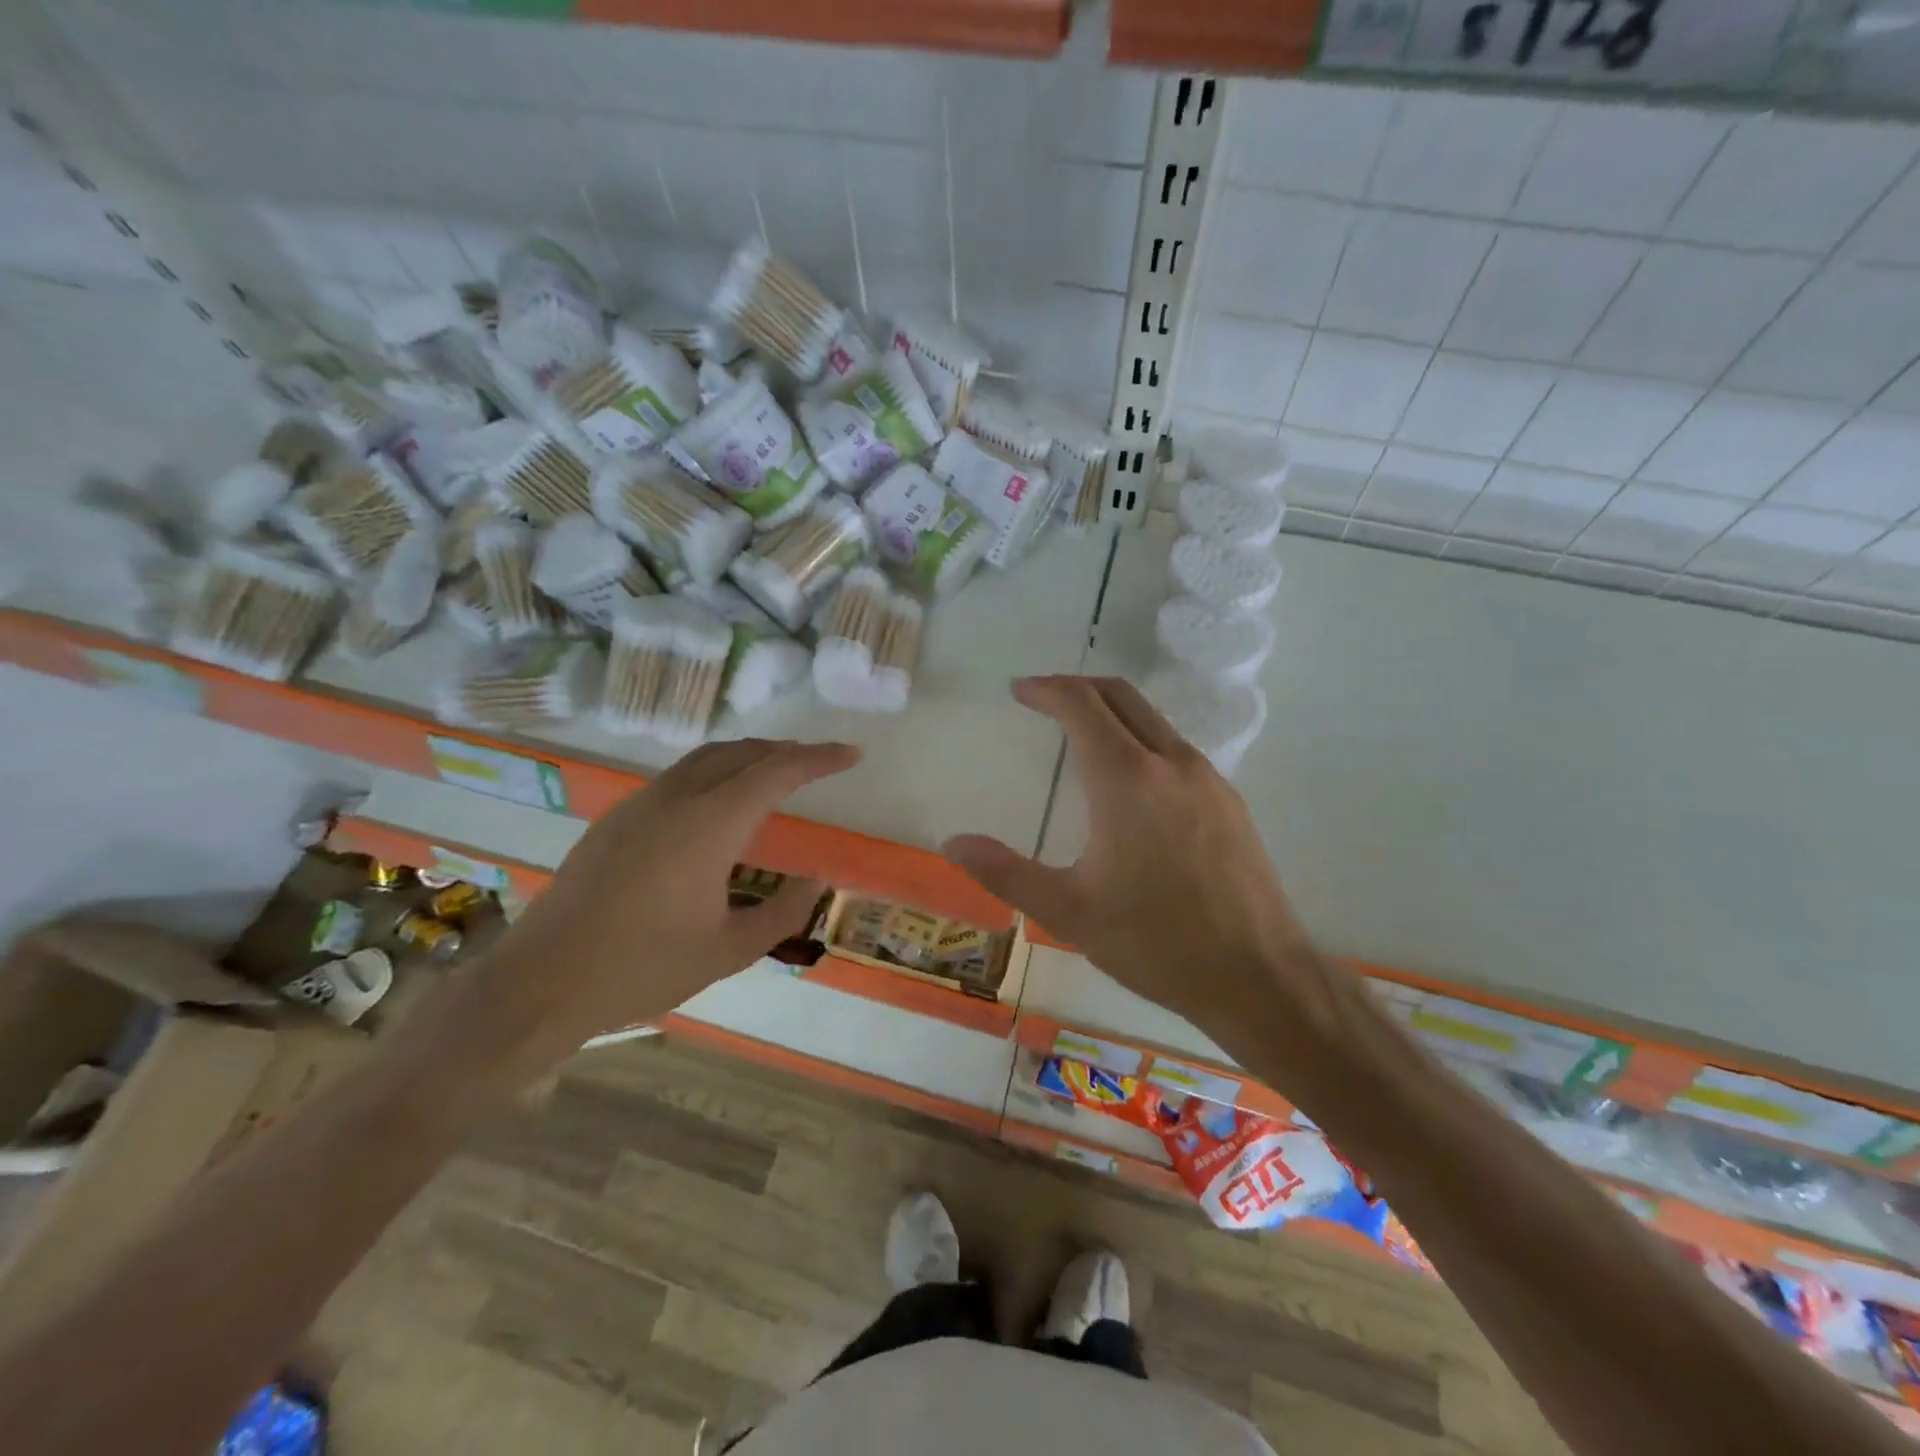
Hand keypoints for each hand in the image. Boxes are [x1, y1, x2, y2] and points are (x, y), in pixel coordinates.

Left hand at [454, 738, 859, 1074]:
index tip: (852, 754)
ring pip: (704, 759)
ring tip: (774, 774)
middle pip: (740, 753)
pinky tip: (718, 804)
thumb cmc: (642, 969)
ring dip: (746, 757)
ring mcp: (639, 805)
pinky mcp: (615, 820)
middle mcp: (675, 799)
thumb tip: (818, 881)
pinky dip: (714, 773)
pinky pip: (678, 777)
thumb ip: (783, 912)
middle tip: (818, 763)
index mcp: (709, 824)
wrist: (539, 983)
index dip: (819, 758)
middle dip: (785, 751)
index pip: (777, 772)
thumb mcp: (728, 951)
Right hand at [944, 676, 1335, 1060]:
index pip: (1082, 705)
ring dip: (1112, 712)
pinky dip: (1141, 740)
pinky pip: (1176, 749)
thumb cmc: (1156, 943)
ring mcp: (1208, 780)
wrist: (1260, 978)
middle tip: (1043, 699)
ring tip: (1079, 736)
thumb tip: (953, 843)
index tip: (1019, 690)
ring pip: (1153, 720)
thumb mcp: (1068, 912)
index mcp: (1127, 778)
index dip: (1046, 689)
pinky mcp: (1229, 803)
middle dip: (1078, 687)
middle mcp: (1172, 763)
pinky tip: (1130, 783)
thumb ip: (1005, 872)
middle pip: (1121, 695)